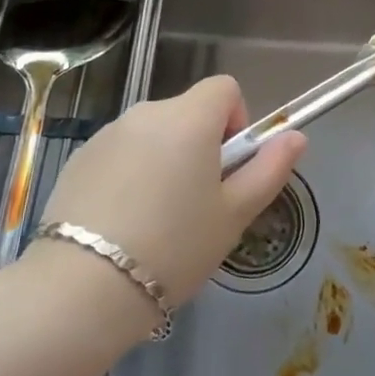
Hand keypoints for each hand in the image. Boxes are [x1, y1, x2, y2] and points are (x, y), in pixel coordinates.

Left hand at [36, 75, 305, 307]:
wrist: (83, 287)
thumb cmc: (175, 247)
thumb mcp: (234, 214)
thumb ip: (269, 169)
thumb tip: (295, 136)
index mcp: (188, 118)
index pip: (224, 88)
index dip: (237, 120)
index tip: (229, 167)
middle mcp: (146, 113)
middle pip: (188, 112)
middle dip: (201, 146)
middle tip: (200, 204)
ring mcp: (107, 134)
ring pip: (153, 135)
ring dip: (166, 160)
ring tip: (158, 220)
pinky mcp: (79, 159)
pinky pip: (121, 153)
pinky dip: (131, 174)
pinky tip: (124, 223)